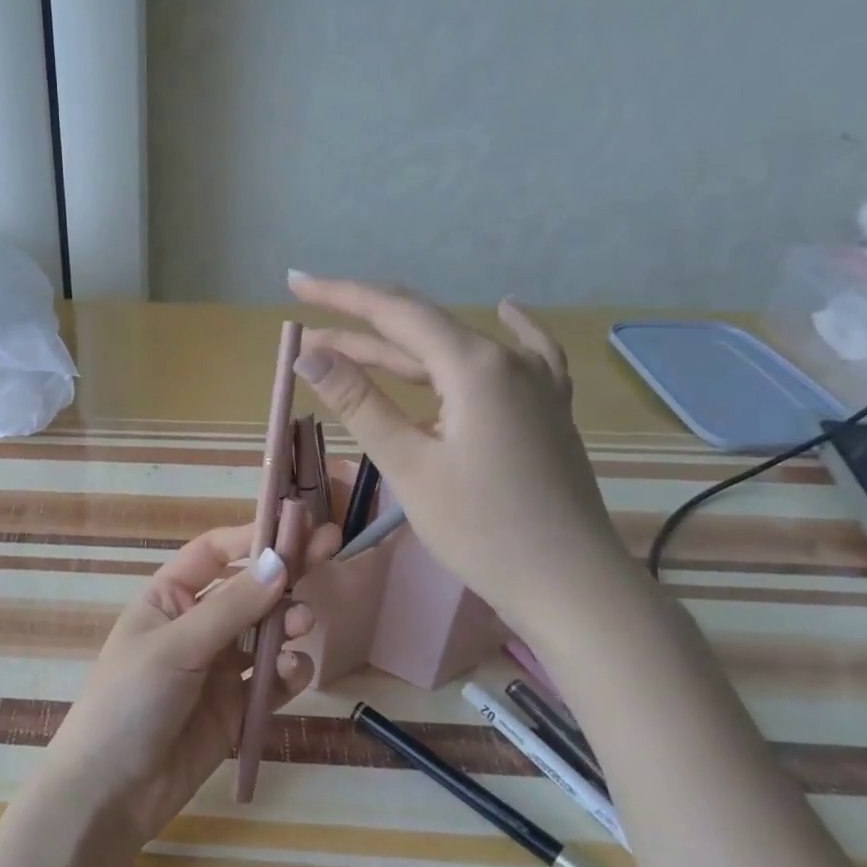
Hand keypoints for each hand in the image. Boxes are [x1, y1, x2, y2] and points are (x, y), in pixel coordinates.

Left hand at [42, 522, 338, 842]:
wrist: (111, 793)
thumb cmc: (130, 702)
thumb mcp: (176, 647)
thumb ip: (231, 608)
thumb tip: (279, 561)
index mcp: (168, 599)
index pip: (214, 554)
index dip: (252, 537)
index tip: (296, 527)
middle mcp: (195, 626)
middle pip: (248, 589)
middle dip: (285, 574)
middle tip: (331, 552)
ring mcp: (217, 667)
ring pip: (265, 633)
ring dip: (288, 623)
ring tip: (304, 624)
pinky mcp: (236, 707)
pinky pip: (270, 679)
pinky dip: (287, 672)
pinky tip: (292, 674)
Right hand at [288, 273, 633, 639]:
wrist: (570, 584)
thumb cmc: (481, 528)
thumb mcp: (409, 464)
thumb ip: (360, 402)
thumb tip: (310, 354)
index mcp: (474, 366)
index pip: (394, 313)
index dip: (340, 295)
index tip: (296, 282)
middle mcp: (507, 360)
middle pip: (421, 327)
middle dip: (359, 325)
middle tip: (306, 327)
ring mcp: (535, 385)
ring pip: (454, 350)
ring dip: (399, 348)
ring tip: (347, 345)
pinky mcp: (546, 411)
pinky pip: (523, 357)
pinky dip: (504, 332)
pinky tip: (508, 308)